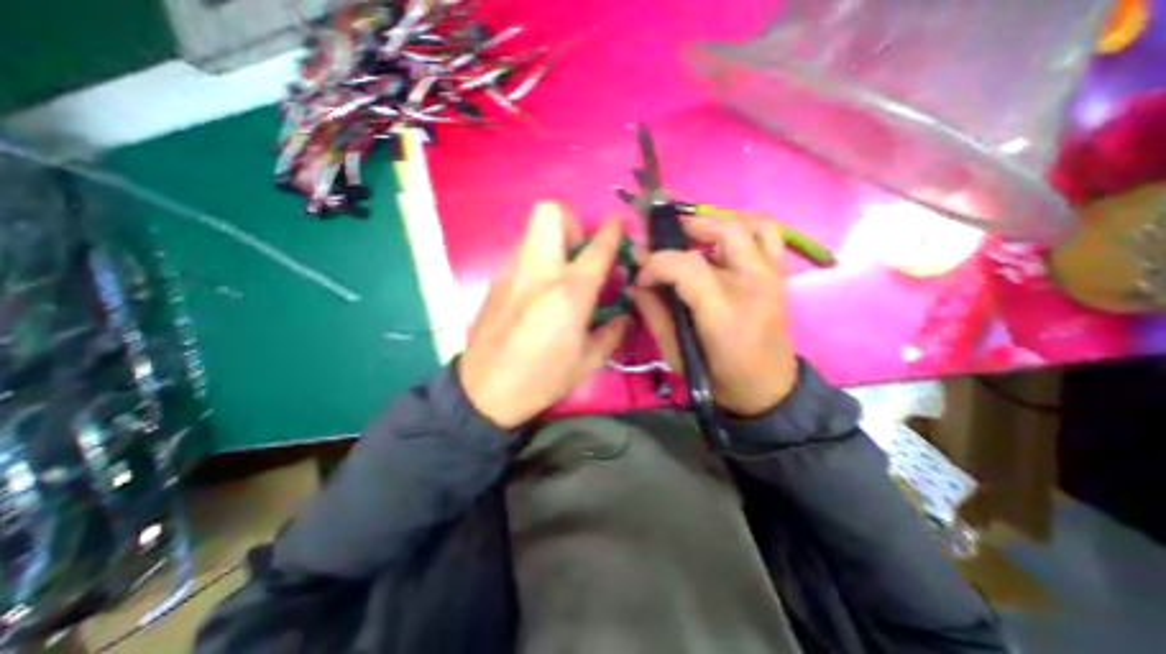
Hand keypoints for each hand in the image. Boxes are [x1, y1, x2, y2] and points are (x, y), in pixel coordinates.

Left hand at [461, 201, 634, 430]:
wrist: (484, 391)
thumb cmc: (542, 378)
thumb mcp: (588, 361)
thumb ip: (613, 333)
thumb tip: (626, 316)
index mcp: (569, 292)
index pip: (597, 247)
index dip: (613, 229)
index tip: (619, 223)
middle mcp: (539, 271)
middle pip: (550, 212)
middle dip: (572, 222)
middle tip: (580, 251)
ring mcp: (512, 272)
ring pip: (532, 231)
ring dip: (553, 240)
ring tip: (561, 272)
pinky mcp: (495, 281)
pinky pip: (520, 253)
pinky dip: (536, 259)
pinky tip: (539, 290)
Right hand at [630, 217, 802, 416]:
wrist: (766, 389)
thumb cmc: (717, 376)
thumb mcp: (675, 354)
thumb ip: (654, 314)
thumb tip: (635, 285)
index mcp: (724, 309)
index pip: (687, 265)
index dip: (657, 263)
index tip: (641, 277)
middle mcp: (753, 283)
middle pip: (722, 233)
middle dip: (685, 231)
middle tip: (662, 243)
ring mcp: (772, 276)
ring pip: (749, 226)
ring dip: (717, 223)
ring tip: (693, 236)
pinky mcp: (779, 276)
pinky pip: (768, 234)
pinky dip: (744, 226)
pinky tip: (723, 240)